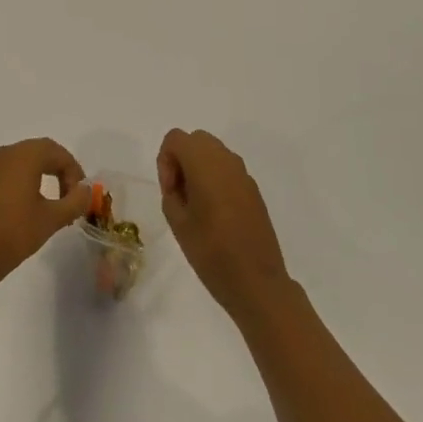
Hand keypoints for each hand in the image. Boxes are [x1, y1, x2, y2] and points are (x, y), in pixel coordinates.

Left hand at [0, 138, 90, 286]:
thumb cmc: (14, 233)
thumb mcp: (51, 219)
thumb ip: (75, 201)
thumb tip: (86, 190)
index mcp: (23, 156)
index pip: (57, 152)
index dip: (74, 171)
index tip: (80, 195)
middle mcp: (5, 154)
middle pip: (40, 152)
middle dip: (60, 170)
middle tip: (70, 196)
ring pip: (23, 161)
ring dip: (42, 174)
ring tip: (52, 202)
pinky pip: (8, 172)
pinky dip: (23, 180)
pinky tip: (28, 206)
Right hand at [157, 129, 291, 318]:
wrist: (256, 282)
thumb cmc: (211, 252)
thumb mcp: (177, 222)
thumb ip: (171, 192)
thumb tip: (180, 181)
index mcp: (205, 163)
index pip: (176, 139)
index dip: (166, 161)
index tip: (170, 192)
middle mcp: (226, 160)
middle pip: (196, 140)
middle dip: (182, 160)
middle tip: (180, 195)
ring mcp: (244, 174)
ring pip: (214, 153)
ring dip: (200, 169)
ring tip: (196, 206)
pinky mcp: (254, 190)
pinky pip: (228, 171)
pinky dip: (216, 180)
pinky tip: (216, 214)